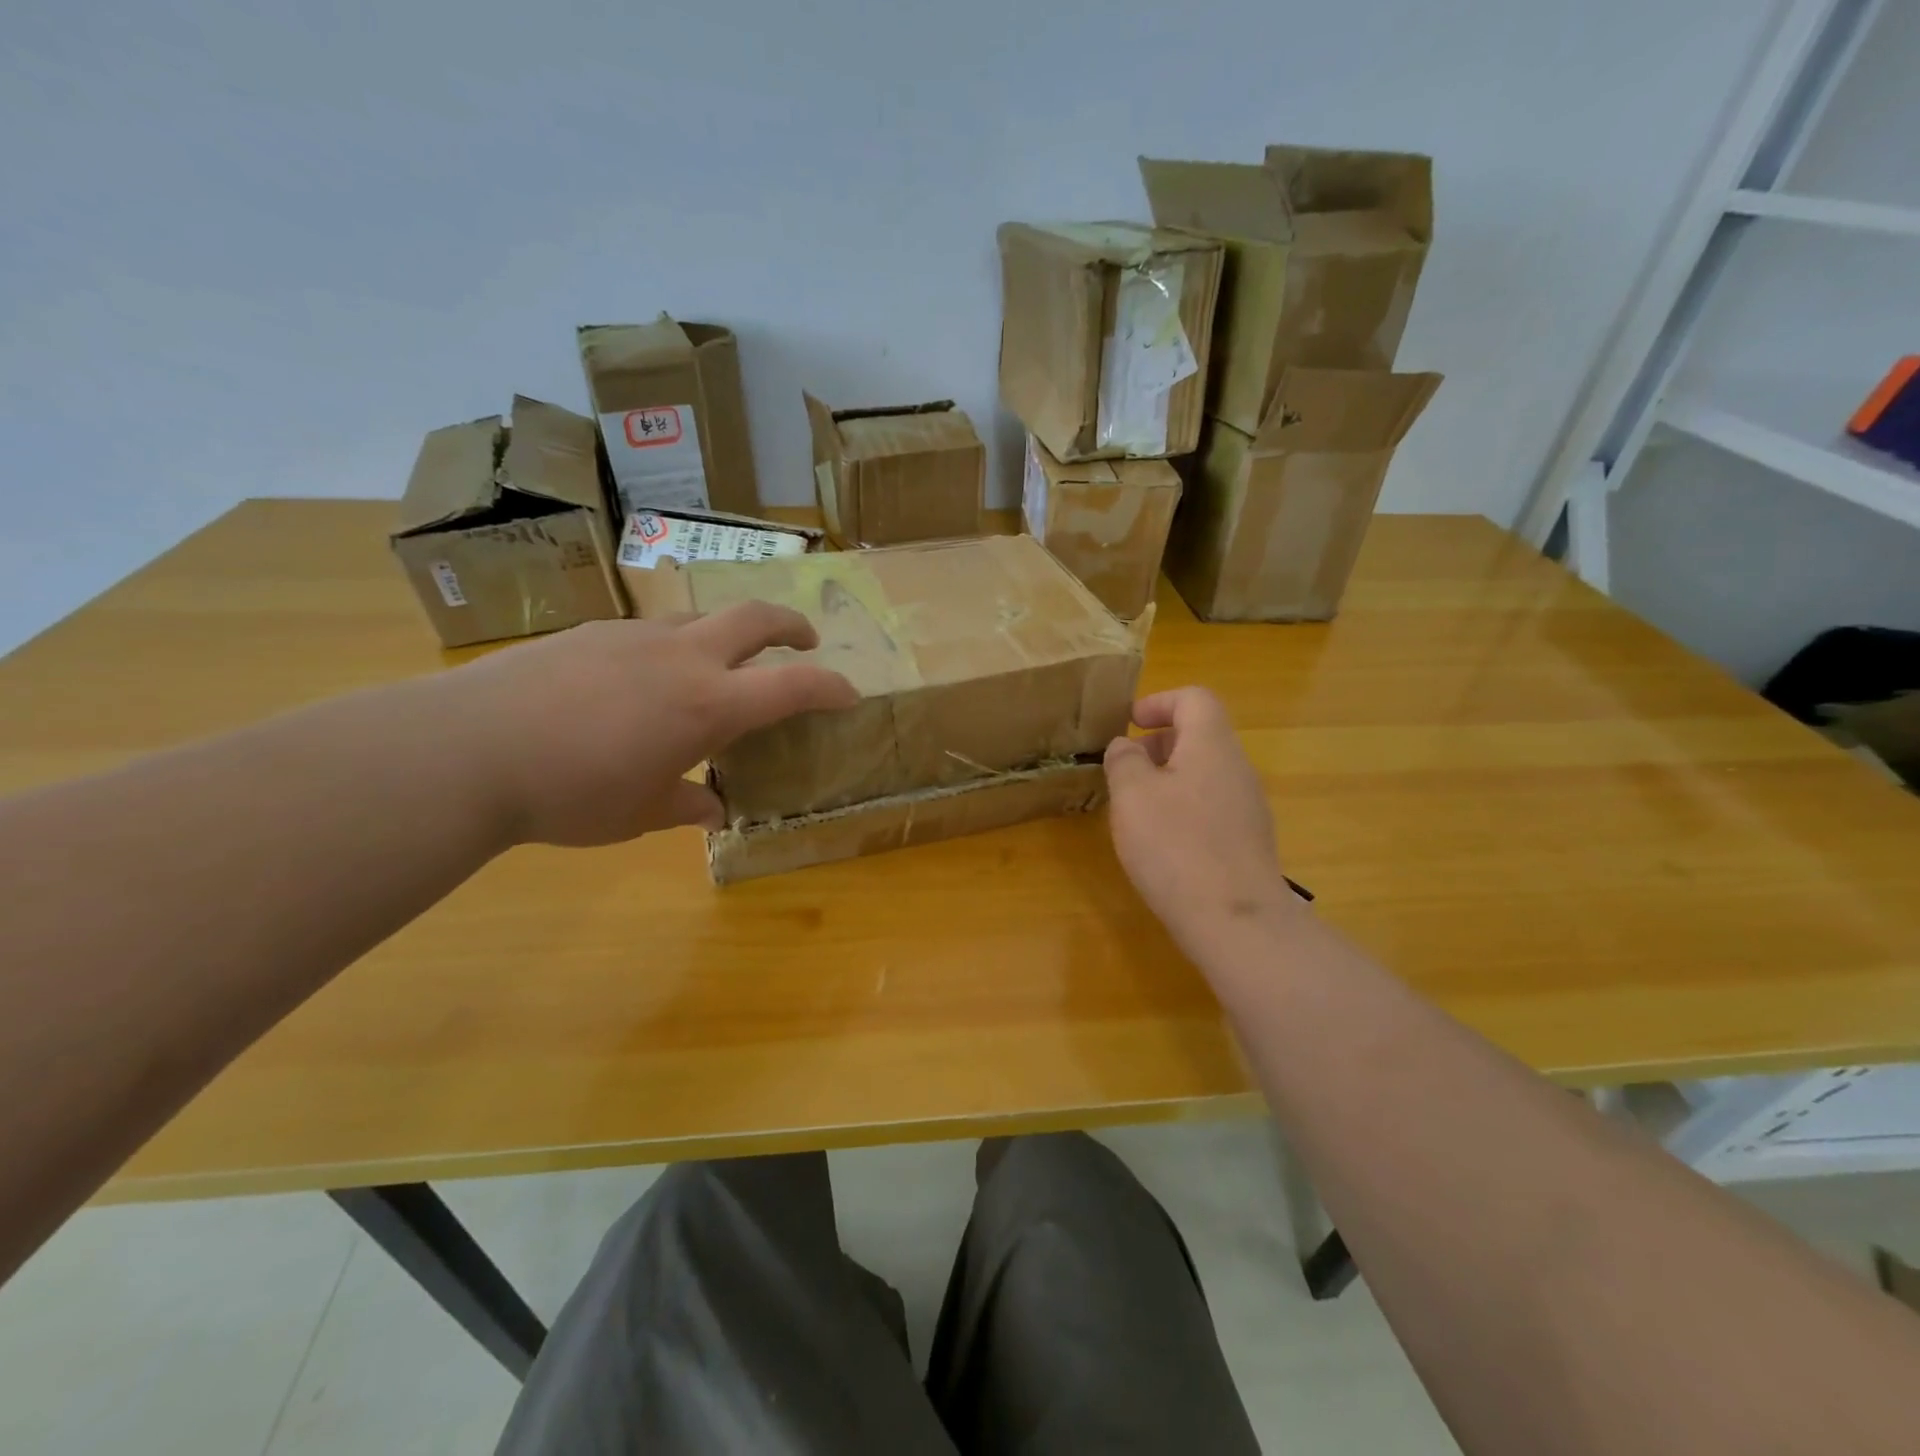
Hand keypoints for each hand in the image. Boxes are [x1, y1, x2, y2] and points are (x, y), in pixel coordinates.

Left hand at [442, 604, 857, 846]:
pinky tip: (637, 683)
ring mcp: (634, 637)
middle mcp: (682, 658)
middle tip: (804, 641)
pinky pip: (648, 632)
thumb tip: (713, 810)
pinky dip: (667, 649)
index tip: (850, 693)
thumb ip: (687, 804)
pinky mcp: (590, 632)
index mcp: (708, 704)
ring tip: (713, 670)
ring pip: (699, 619)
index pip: (792, 685)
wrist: (467, 751)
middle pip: (754, 616)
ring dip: (724, 637)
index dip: (830, 687)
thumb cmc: (571, 793)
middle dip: (790, 624)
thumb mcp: (640, 813)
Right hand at [1102, 687, 1294, 959]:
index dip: (1159, 702)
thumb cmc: (1176, 846)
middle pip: (1201, 735)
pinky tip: (1162, 842)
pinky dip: (1183, 807)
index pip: (1194, 698)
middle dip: (1159, 743)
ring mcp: (1248, 806)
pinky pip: (1212, 805)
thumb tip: (1126, 747)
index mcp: (1212, 745)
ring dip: (1168, 777)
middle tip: (1125, 768)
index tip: (1128, 723)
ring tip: (1136, 807)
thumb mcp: (1133, 795)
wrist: (1236, 920)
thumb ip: (1124, 760)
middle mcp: (1237, 768)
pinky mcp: (1247, 841)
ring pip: (1205, 773)